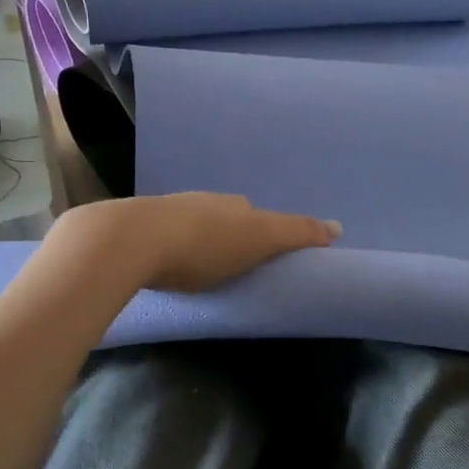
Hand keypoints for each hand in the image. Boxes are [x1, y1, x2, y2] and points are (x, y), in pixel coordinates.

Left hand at [53, 193, 339, 292]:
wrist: (131, 240)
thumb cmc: (204, 245)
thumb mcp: (259, 239)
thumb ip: (297, 233)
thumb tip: (338, 226)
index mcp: (232, 204)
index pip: (256, 215)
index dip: (264, 233)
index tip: (263, 256)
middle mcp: (202, 201)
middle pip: (223, 217)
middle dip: (229, 236)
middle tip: (232, 265)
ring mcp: (166, 212)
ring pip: (191, 224)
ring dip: (197, 241)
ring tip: (198, 268)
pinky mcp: (136, 229)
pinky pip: (162, 237)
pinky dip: (169, 248)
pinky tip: (164, 263)